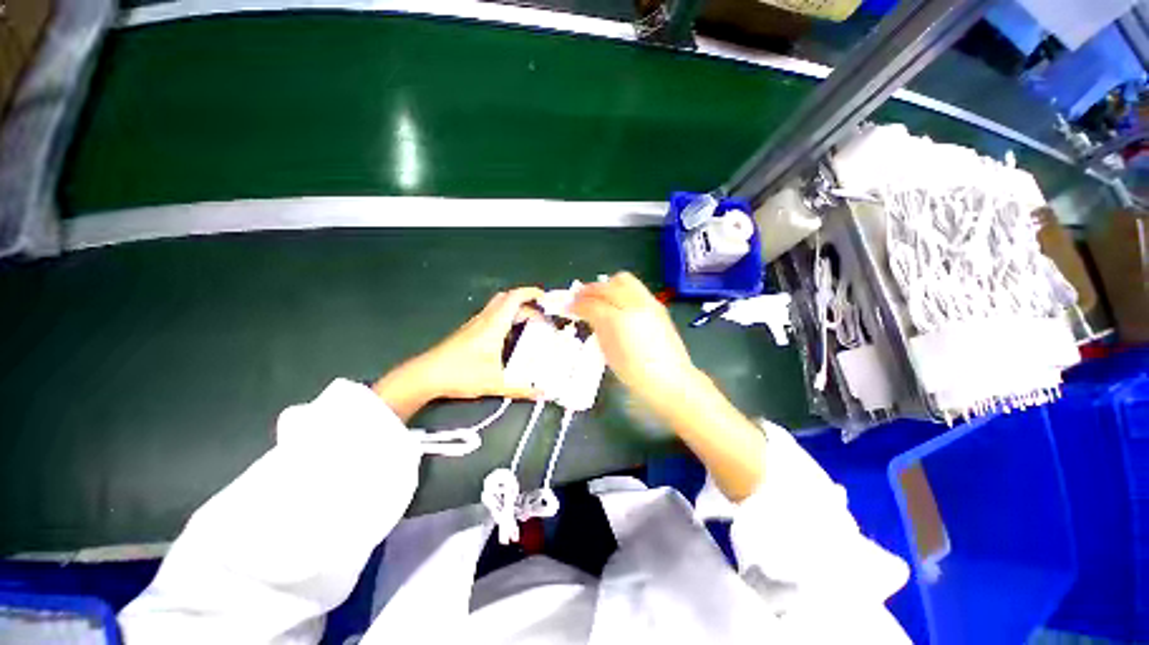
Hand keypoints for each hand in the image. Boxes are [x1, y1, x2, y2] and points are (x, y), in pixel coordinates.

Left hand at [374, 287, 542, 419]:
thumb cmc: (461, 374)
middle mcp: (485, 319)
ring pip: (498, 306)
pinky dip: (505, 317)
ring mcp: (475, 324)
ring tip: (529, 324)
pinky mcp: (469, 331)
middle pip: (507, 298)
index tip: (546, 298)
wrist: (425, 376)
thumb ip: (521, 389)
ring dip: (515, 310)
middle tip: (540, 316)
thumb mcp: (495, 383)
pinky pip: (492, 315)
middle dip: (526, 302)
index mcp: (494, 325)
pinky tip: (509, 336)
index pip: (514, 298)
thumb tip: (543, 394)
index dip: (531, 293)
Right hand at [572, 273, 698, 409]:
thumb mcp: (608, 352)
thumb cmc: (634, 373)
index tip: (568, 306)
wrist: (669, 380)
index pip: (592, 303)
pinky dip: (621, 290)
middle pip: (606, 285)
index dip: (577, 303)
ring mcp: (649, 303)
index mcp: (618, 321)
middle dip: (590, 290)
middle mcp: (633, 306)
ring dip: (606, 286)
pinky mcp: (658, 305)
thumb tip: (588, 313)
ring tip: (599, 298)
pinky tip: (618, 303)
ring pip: (623, 280)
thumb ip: (597, 327)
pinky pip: (635, 288)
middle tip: (580, 298)